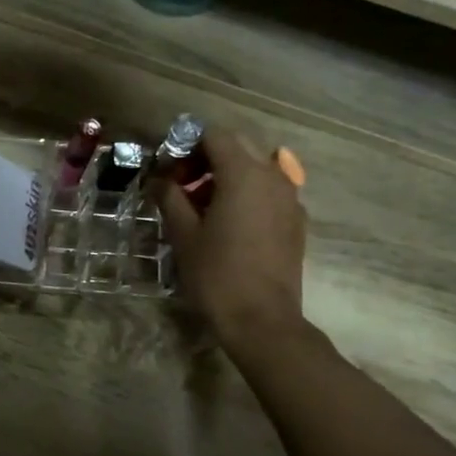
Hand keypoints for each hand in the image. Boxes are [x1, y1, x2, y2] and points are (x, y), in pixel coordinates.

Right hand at [153, 129, 305, 341]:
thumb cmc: (216, 274)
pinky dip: (248, 195)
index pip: (214, 135)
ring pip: (257, 168)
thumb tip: (159, 180)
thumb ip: (170, 198)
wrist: (261, 320)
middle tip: (183, 186)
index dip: (187, 146)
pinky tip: (230, 224)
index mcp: (244, 174)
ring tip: (204, 208)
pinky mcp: (297, 221)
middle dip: (208, 158)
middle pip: (239, 147)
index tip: (170, 172)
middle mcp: (273, 177)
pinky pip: (270, 192)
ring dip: (228, 176)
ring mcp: (290, 198)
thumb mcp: (183, 234)